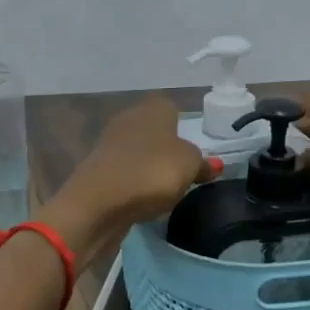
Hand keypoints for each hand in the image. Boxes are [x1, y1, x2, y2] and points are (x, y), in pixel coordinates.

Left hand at [44, 96, 214, 258]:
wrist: (98, 203)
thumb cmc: (152, 172)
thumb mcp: (189, 166)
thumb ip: (202, 163)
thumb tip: (211, 164)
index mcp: (152, 109)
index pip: (170, 107)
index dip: (182, 126)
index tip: (192, 150)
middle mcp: (128, 119)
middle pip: (152, 129)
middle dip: (165, 148)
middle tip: (181, 171)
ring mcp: (109, 144)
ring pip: (137, 151)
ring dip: (148, 166)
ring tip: (163, 189)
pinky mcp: (97, 170)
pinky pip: (124, 172)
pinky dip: (133, 183)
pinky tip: (142, 199)